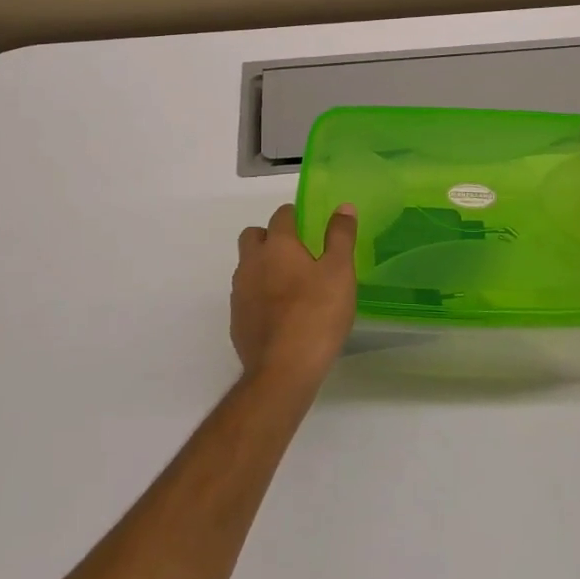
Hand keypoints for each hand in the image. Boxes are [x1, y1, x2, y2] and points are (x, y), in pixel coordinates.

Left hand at [231, 203, 358, 389]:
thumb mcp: (340, 272)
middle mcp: (252, 262)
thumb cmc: (317, 315)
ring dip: (262, 266)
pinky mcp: (236, 320)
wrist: (283, 371)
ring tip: (289, 284)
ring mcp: (239, 292)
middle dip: (269, 236)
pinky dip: (258, 295)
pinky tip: (279, 314)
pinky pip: (245, 295)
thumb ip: (340, 237)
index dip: (294, 216)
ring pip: (247, 266)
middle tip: (295, 252)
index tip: (308, 225)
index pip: (281, 216)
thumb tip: (343, 207)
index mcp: (277, 246)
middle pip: (253, 236)